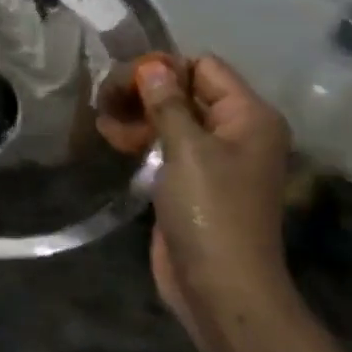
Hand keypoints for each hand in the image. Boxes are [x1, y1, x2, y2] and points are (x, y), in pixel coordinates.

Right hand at [132, 55, 297, 351]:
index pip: (205, 68)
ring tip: (101, 119)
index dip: (165, 68)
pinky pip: (166, 146)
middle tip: (104, 98)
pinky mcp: (192, 182)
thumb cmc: (210, 210)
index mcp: (249, 116)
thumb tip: (151, 65)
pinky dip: (140, 139)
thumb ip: (167, 103)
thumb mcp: (188, 149)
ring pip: (171, 119)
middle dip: (145, 92)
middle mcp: (236, 131)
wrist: (219, 285)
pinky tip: (109, 137)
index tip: (124, 79)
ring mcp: (214, 159)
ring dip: (137, 115)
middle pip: (187, 92)